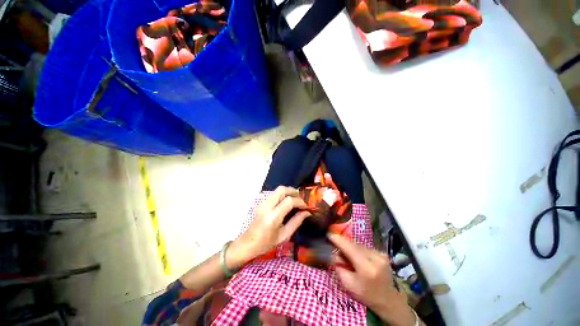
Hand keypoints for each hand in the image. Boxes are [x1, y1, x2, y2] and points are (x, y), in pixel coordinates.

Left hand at [227, 186, 310, 268]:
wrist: (248, 243)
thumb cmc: (266, 243)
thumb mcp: (284, 235)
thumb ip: (296, 222)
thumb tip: (307, 212)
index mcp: (273, 216)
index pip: (289, 201)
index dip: (300, 201)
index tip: (306, 206)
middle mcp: (267, 206)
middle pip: (282, 190)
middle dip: (294, 192)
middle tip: (301, 199)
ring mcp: (263, 202)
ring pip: (278, 189)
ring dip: (289, 192)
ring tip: (296, 200)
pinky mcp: (262, 202)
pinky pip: (275, 193)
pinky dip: (283, 194)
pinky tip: (287, 202)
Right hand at [328, 233, 418, 325]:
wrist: (388, 299)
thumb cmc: (366, 294)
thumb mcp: (348, 284)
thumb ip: (338, 267)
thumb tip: (332, 252)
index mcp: (367, 267)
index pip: (349, 247)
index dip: (338, 239)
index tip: (328, 233)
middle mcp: (375, 257)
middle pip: (353, 245)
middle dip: (343, 245)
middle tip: (336, 250)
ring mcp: (380, 254)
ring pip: (359, 245)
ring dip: (351, 248)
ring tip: (348, 257)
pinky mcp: (382, 253)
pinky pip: (365, 247)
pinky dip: (358, 250)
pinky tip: (358, 259)